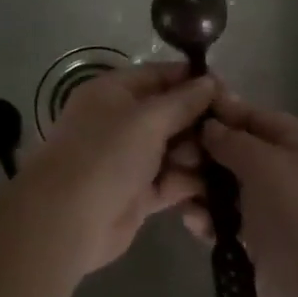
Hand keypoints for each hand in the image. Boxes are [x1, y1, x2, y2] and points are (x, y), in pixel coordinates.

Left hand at [20, 62, 213, 275]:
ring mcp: (130, 158)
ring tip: (217, 164)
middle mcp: (123, 120)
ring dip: (198, 156)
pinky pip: (172, 181)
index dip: (195, 81)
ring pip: (176, 149)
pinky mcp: (139, 193)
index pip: (162, 75)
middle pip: (172, 113)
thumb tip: (210, 82)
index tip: (229, 92)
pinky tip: (217, 189)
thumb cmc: (106, 155)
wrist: (67, 220)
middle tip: (231, 134)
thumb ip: (183, 101)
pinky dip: (190, 184)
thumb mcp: (147, 119)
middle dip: (200, 123)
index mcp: (116, 91)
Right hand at [180, 90, 297, 296]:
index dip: (219, 112)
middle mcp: (289, 170)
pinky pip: (229, 220)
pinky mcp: (262, 242)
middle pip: (238, 151)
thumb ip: (232, 140)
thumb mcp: (264, 163)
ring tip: (176, 192)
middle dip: (205, 154)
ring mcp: (276, 208)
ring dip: (202, 188)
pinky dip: (210, 219)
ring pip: (229, 187)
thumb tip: (210, 126)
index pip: (253, 116)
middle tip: (171, 158)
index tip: (181, 110)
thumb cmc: (297, 213)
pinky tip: (192, 222)